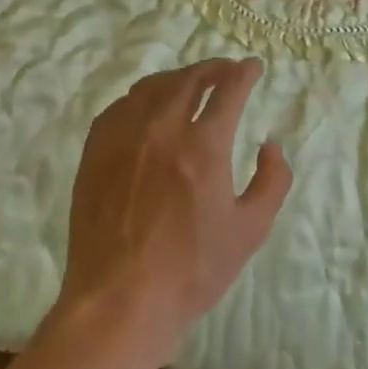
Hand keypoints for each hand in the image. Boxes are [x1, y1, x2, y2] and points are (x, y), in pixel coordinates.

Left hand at [59, 59, 292, 349]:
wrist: (118, 300)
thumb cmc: (191, 269)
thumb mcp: (250, 230)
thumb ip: (272, 181)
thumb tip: (270, 146)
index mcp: (204, 146)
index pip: (229, 89)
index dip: (245, 72)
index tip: (253, 68)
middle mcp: (163, 129)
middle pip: (189, 79)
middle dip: (213, 68)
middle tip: (225, 71)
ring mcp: (124, 138)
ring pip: (152, 87)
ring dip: (177, 79)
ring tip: (189, 85)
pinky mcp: (95, 152)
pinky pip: (120, 107)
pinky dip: (141, 98)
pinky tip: (146, 109)